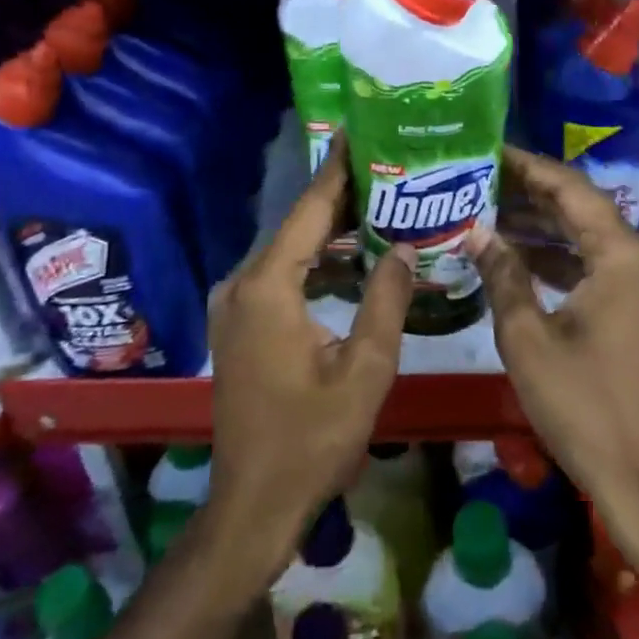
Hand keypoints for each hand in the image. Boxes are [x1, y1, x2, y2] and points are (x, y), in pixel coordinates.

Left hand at [204, 140, 414, 585]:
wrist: (252, 506)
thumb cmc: (311, 442)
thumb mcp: (364, 372)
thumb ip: (386, 301)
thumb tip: (404, 246)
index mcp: (268, 287)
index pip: (309, 211)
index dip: (337, 170)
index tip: (359, 131)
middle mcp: (242, 284)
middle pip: (298, 225)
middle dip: (341, 197)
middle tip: (388, 167)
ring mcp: (235, 304)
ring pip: (289, 250)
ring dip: (329, 230)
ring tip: (379, 202)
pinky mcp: (239, 322)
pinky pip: (281, 274)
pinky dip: (315, 260)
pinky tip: (351, 256)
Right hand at [471, 147, 638, 514]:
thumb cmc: (584, 405)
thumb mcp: (528, 337)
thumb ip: (503, 274)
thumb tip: (478, 231)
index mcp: (624, 255)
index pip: (571, 188)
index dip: (528, 166)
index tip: (488, 150)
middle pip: (583, 207)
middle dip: (532, 193)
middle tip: (480, 178)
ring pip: (589, 236)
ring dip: (544, 226)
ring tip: (489, 210)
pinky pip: (598, 264)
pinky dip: (561, 257)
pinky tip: (518, 256)